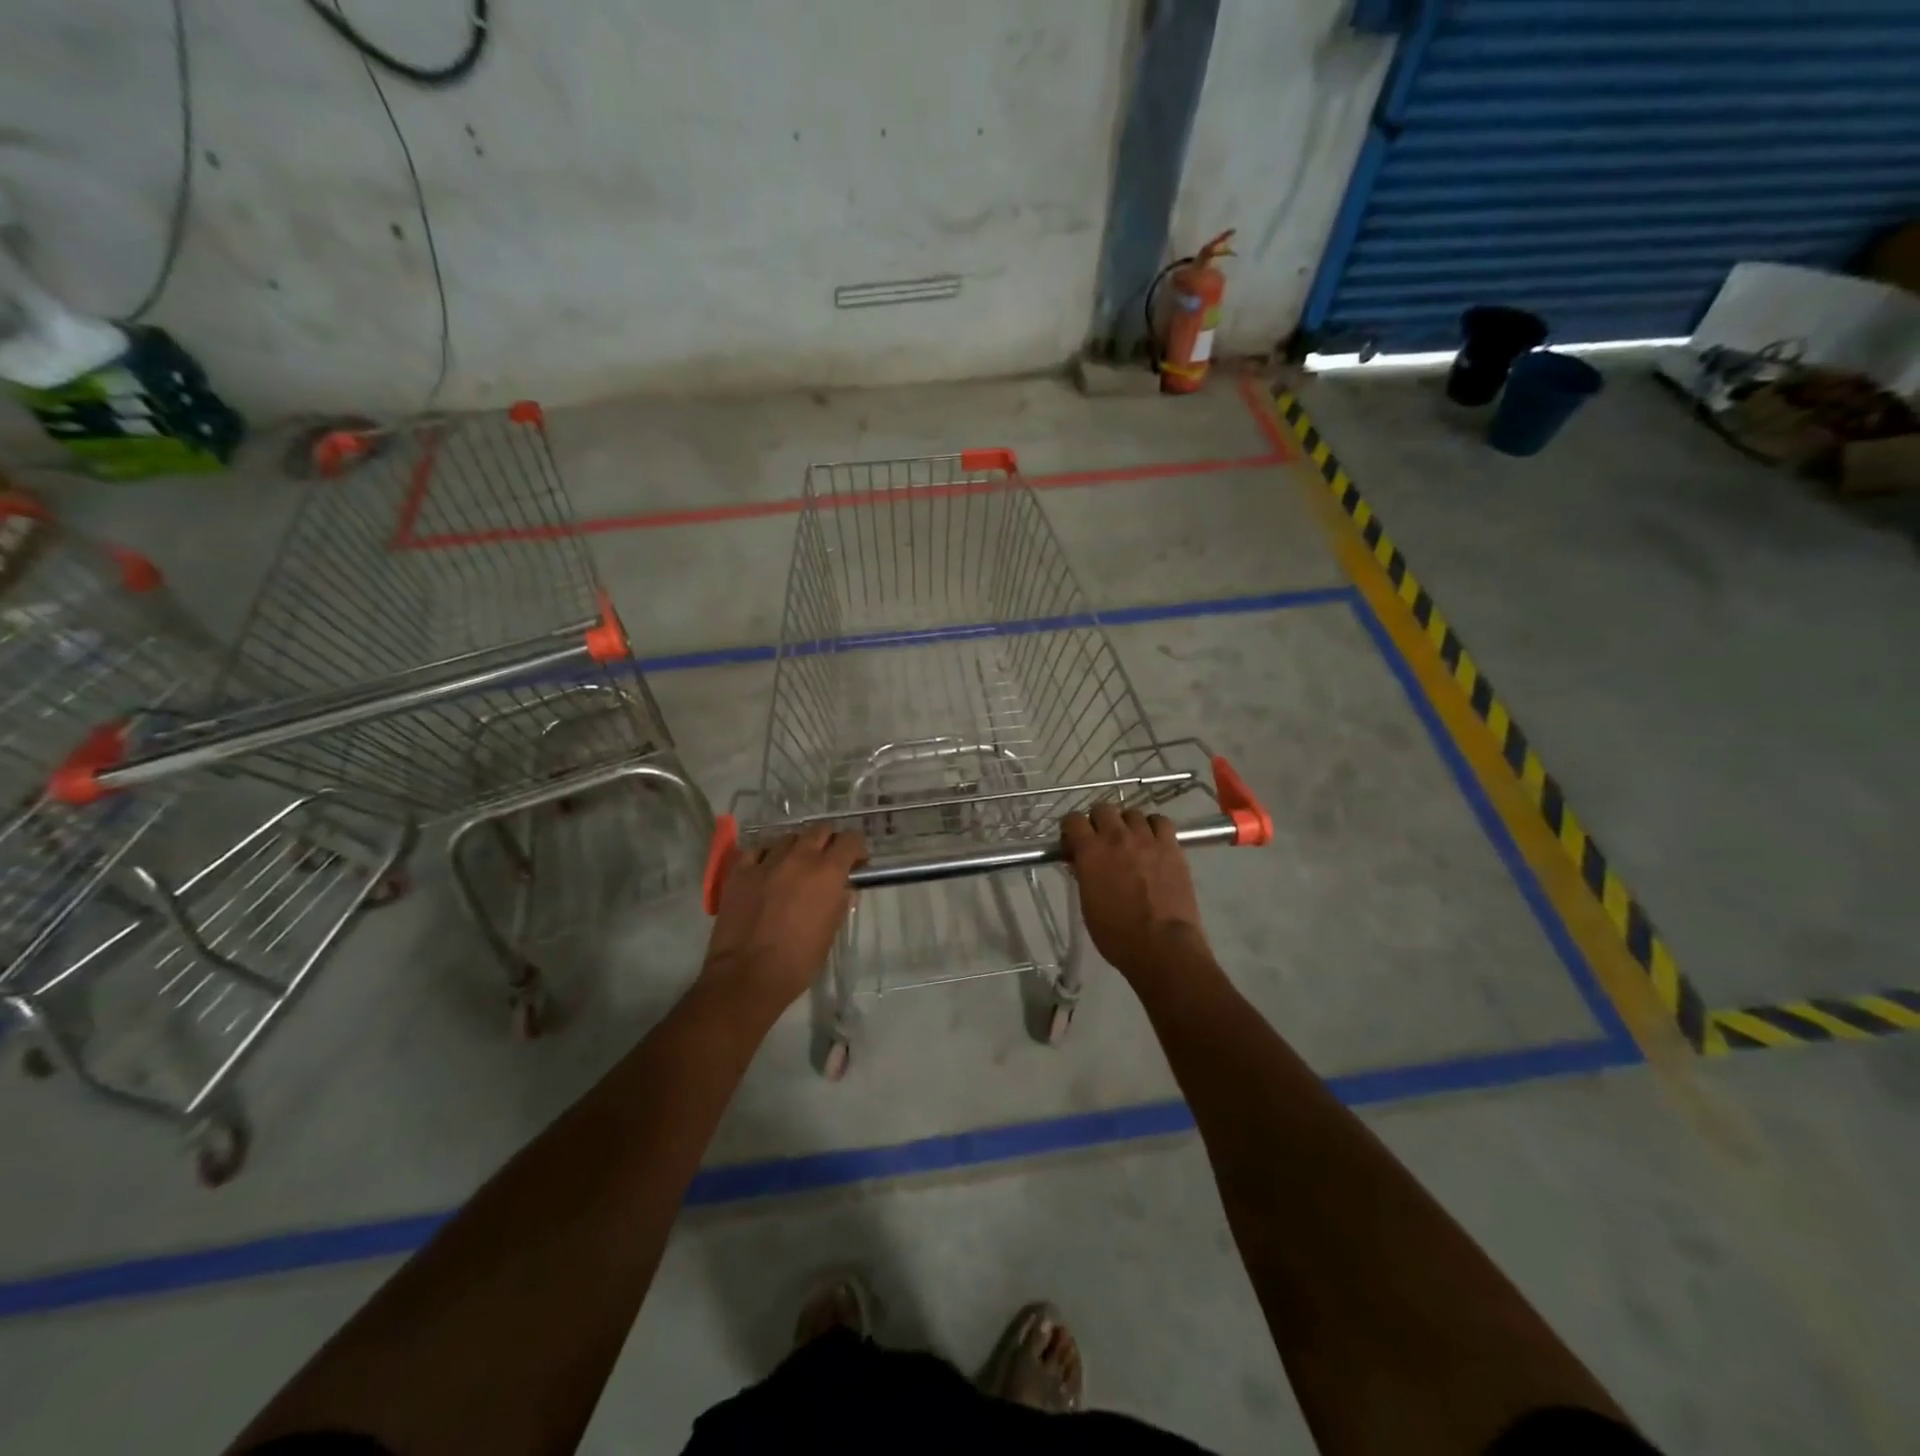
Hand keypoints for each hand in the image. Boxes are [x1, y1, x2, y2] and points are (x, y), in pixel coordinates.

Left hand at [701, 825, 865, 1012]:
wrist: (747, 976)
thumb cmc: (798, 960)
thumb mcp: (830, 932)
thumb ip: (839, 904)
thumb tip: (845, 890)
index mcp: (827, 872)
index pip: (850, 840)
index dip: (856, 848)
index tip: (856, 863)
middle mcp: (799, 858)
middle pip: (819, 830)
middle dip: (827, 842)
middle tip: (827, 863)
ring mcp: (767, 862)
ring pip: (788, 838)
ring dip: (797, 848)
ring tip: (795, 867)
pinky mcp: (740, 871)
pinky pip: (757, 851)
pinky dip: (766, 856)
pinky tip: (766, 870)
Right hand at [1061, 802, 1208, 982]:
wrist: (1162, 945)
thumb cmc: (1116, 934)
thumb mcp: (1087, 904)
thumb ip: (1084, 875)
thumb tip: (1081, 861)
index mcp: (1090, 852)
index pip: (1073, 820)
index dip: (1072, 829)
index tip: (1074, 841)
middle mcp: (1116, 837)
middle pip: (1103, 808)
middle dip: (1098, 821)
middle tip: (1101, 840)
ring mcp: (1146, 839)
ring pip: (1132, 813)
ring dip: (1127, 824)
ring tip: (1130, 841)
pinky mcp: (1171, 846)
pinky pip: (1160, 821)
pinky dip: (1153, 826)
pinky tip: (1153, 840)